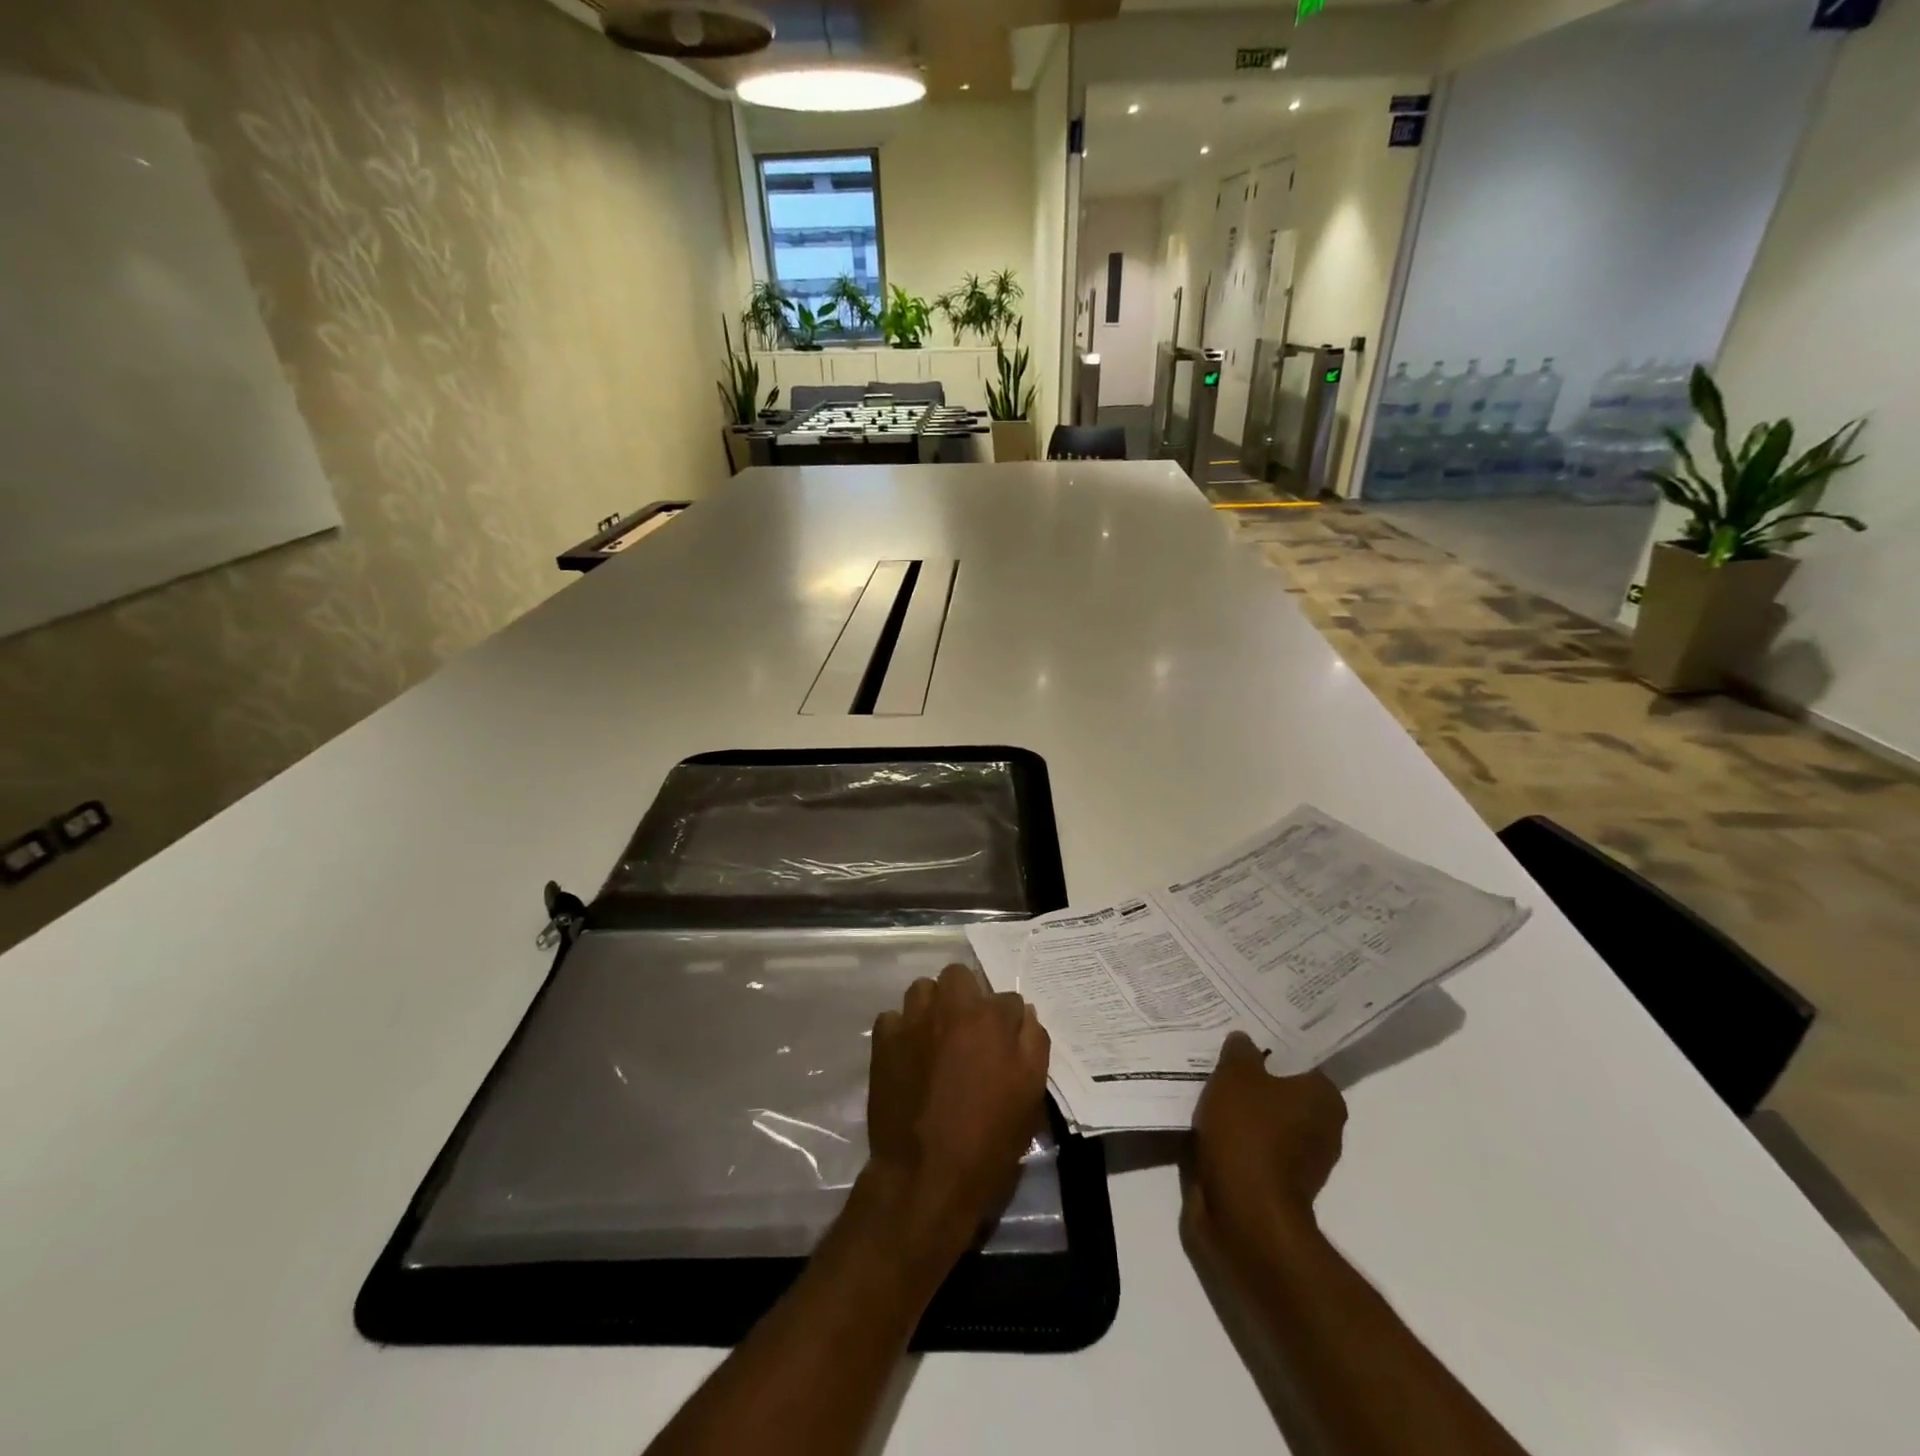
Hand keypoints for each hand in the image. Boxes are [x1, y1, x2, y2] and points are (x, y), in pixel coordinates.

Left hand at [866, 964, 1049, 1257]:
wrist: (926, 1175)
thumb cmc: (988, 1139)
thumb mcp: (1030, 1094)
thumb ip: (1033, 1044)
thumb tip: (1025, 1015)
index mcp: (991, 1018)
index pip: (1009, 999)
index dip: (1010, 1022)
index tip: (1006, 1044)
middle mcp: (950, 1007)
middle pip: (960, 976)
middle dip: (967, 995)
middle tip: (969, 1031)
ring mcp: (913, 1021)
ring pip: (923, 989)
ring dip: (933, 1005)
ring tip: (937, 1036)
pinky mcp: (883, 1041)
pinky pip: (893, 1017)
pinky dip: (902, 1029)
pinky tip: (909, 1053)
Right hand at [1185, 1031, 1346, 1257]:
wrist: (1244, 1215)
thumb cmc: (1248, 1134)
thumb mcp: (1236, 1075)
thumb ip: (1240, 1051)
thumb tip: (1244, 1041)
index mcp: (1324, 1099)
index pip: (1299, 1062)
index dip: (1270, 1050)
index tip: (1243, 1043)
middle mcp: (1322, 1129)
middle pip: (1280, 1092)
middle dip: (1252, 1083)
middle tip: (1219, 1064)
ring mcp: (1300, 1163)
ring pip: (1264, 1123)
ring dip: (1239, 1114)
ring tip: (1205, 1094)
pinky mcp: (1275, 1187)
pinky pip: (1251, 1150)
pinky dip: (1232, 1141)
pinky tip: (1206, 1128)